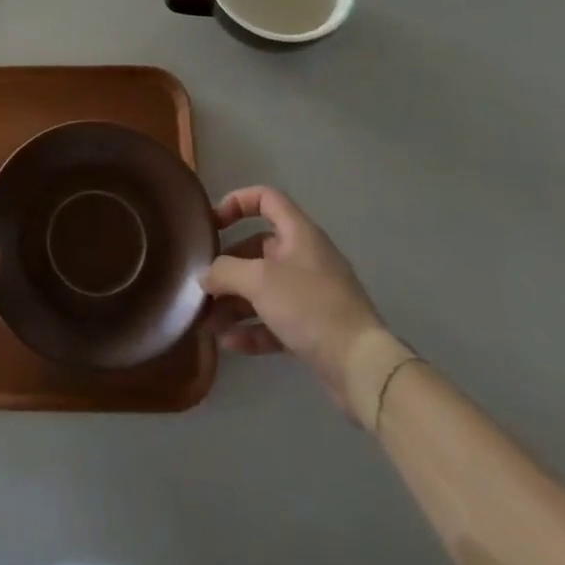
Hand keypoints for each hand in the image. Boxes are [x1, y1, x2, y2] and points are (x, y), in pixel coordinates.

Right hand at [202, 187, 399, 418]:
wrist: (362, 366)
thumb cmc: (309, 306)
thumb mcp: (259, 281)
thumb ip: (224, 272)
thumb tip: (204, 275)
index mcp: (299, 233)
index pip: (266, 198)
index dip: (237, 202)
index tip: (213, 224)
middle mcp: (305, 257)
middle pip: (258, 249)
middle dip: (228, 267)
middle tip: (203, 283)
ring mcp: (310, 294)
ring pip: (264, 288)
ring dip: (234, 302)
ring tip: (207, 321)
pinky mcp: (313, 327)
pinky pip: (274, 320)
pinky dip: (252, 328)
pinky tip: (229, 343)